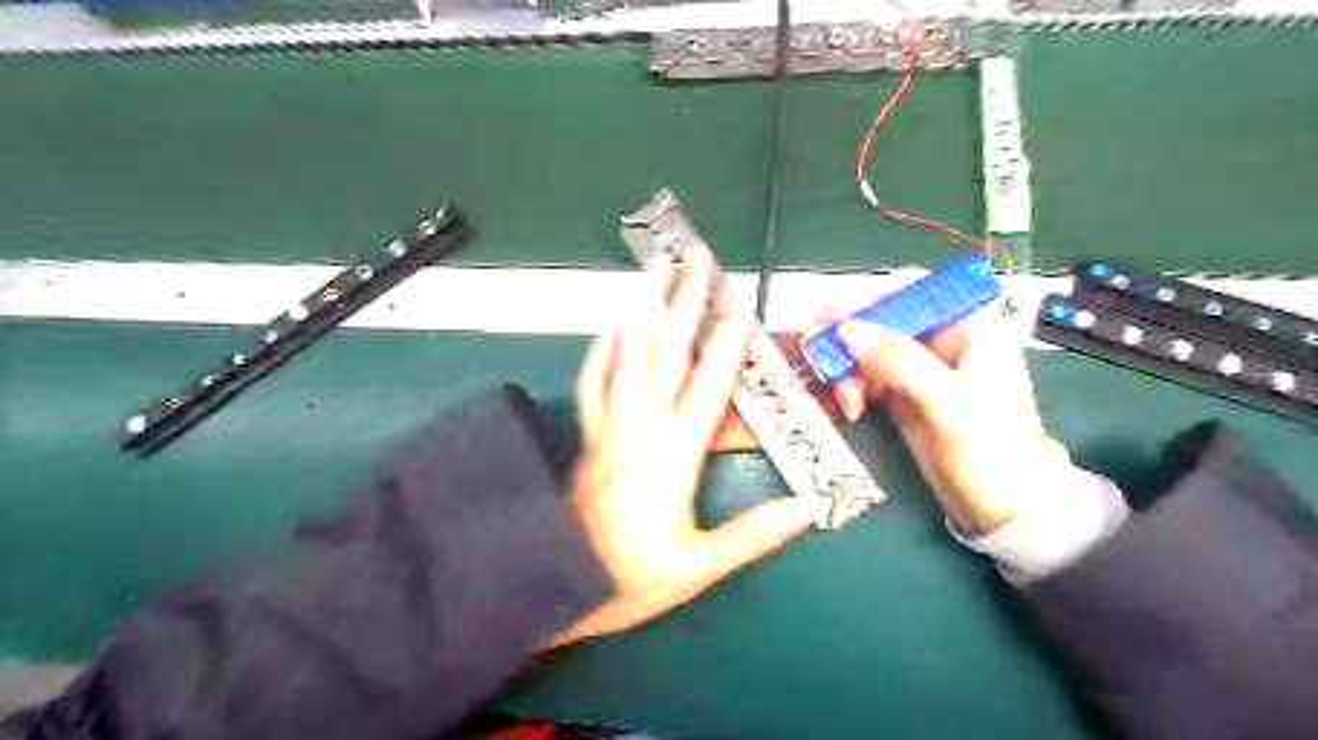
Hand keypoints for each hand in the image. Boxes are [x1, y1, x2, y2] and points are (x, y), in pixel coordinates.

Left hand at [555, 253, 819, 645]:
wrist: (560, 582)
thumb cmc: (632, 576)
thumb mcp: (699, 566)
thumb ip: (753, 535)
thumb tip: (808, 509)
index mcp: (675, 454)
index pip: (709, 386)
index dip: (728, 344)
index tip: (741, 307)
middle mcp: (643, 428)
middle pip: (667, 353)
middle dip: (684, 302)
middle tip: (695, 260)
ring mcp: (611, 426)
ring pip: (629, 355)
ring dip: (645, 309)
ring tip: (655, 271)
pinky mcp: (590, 434)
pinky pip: (593, 381)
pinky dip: (602, 350)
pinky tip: (612, 327)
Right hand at [833, 303, 1068, 535]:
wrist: (1003, 511)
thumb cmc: (991, 453)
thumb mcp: (949, 404)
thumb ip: (900, 362)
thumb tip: (847, 330)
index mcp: (969, 328)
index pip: (914, 289)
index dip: (870, 296)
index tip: (833, 317)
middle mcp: (942, 341)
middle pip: (883, 317)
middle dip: (849, 336)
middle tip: (820, 354)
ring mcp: (921, 369)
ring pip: (868, 348)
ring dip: (848, 368)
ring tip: (847, 400)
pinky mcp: (905, 395)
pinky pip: (867, 376)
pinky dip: (852, 387)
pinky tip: (852, 407)